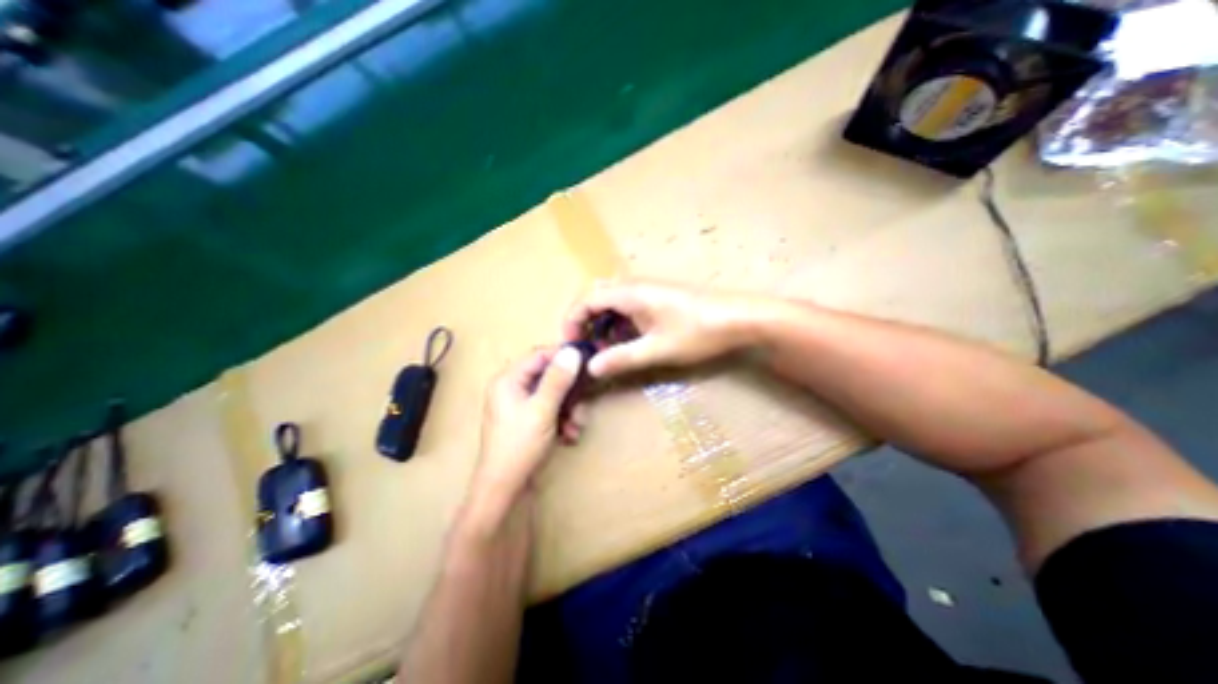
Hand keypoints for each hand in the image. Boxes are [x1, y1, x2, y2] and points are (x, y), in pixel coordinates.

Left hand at [473, 346, 587, 502]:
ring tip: (576, 426)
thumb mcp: (542, 411)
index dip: (563, 356)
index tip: (587, 362)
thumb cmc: (519, 446)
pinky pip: (549, 409)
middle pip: (548, 376)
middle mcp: (512, 387)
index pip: (539, 355)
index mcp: (508, 379)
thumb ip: (557, 380)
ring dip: (568, 408)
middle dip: (569, 391)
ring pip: (552, 394)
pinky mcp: (526, 419)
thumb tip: (572, 351)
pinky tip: (569, 435)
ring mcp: (519, 404)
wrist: (504, 489)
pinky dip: (561, 419)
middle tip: (583, 401)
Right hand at [560, 281, 758, 381]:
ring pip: (612, 302)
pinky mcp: (659, 298)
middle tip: (584, 348)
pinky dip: (619, 323)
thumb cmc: (697, 332)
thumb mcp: (657, 349)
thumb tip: (590, 368)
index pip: (587, 299)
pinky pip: (628, 306)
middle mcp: (635, 285)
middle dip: (585, 322)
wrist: (739, 318)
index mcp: (629, 292)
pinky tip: (625, 342)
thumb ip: (621, 358)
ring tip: (603, 349)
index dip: (572, 320)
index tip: (568, 345)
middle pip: (597, 297)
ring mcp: (648, 290)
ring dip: (602, 324)